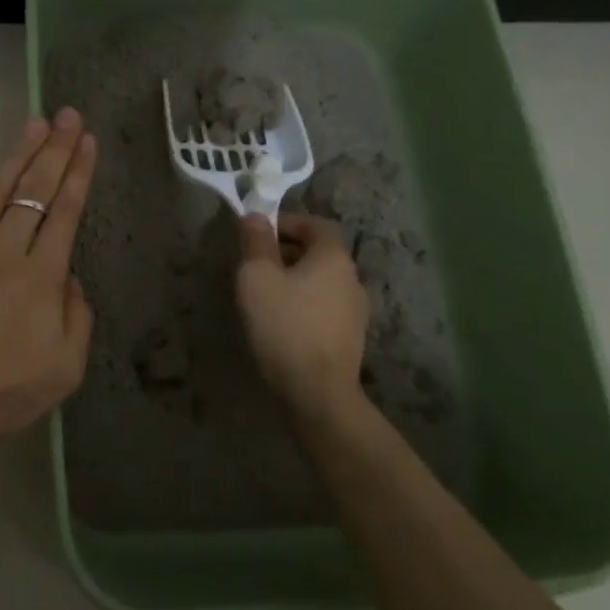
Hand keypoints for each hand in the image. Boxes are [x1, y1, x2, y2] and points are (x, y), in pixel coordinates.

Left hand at [0, 109, 97, 441]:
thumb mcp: (65, 368)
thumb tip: (68, 276)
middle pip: (33, 193)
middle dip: (54, 151)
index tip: (86, 141)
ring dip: (12, 156)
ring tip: (30, 125)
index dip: (78, 174)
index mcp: (40, 277)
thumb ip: (76, 316)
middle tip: (67, 116)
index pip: (65, 213)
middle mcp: (3, 253)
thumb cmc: (3, 392)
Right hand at [236, 212, 370, 420]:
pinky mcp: (349, 338)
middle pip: (318, 252)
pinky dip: (302, 305)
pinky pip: (323, 308)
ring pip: (320, 282)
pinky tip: (281, 324)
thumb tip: (256, 216)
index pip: (314, 223)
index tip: (256, 235)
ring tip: (263, 297)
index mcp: (333, 257)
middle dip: (285, 252)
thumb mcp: (257, 277)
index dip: (285, 223)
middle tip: (254, 266)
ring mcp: (355, 311)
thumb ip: (256, 242)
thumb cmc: (284, 326)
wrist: (317, 392)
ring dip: (293, 281)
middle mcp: (352, 278)